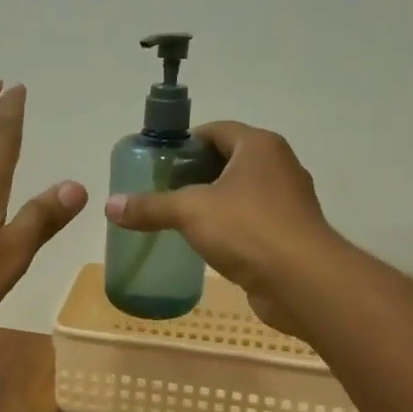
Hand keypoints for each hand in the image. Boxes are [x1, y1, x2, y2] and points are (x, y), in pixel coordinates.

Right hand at [103, 121, 336, 334]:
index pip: (216, 131)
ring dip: (212, 203)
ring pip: (241, 193)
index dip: (185, 144)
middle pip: (228, 160)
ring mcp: (288, 201)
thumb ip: (150, 206)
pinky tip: (206, 244)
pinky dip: (229, 227)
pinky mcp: (289, 233)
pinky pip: (252, 221)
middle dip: (195, 175)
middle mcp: (279, 166)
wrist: (303, 281)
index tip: (158, 165)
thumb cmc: (248, 230)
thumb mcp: (190, 212)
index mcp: (259, 146)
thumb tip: (109, 204)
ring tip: (178, 219)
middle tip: (162, 192)